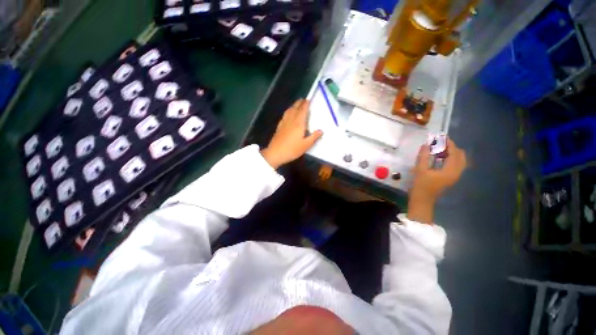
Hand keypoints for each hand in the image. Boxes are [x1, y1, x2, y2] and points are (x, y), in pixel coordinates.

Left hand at [261, 99, 322, 168]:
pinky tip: (288, 115)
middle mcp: (291, 120)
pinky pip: (284, 116)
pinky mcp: (279, 127)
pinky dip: (288, 112)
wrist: (275, 153)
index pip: (303, 110)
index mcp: (298, 123)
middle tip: (303, 100)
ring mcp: (283, 123)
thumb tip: (321, 131)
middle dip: (299, 103)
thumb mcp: (306, 145)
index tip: (308, 99)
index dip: (306, 104)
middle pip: (295, 108)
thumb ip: (314, 137)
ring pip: (288, 111)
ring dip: (293, 106)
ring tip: (296, 105)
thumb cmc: (292, 149)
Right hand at [408, 139, 466, 223]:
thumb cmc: (421, 186)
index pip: (455, 153)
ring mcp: (455, 176)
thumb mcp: (420, 170)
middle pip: (461, 156)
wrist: (423, 200)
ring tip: (440, 149)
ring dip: (452, 153)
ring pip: (459, 161)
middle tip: (441, 143)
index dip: (449, 144)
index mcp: (450, 170)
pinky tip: (440, 158)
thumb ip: (423, 157)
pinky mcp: (451, 178)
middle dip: (452, 148)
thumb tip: (426, 144)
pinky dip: (450, 159)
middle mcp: (456, 173)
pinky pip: (455, 165)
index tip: (442, 137)